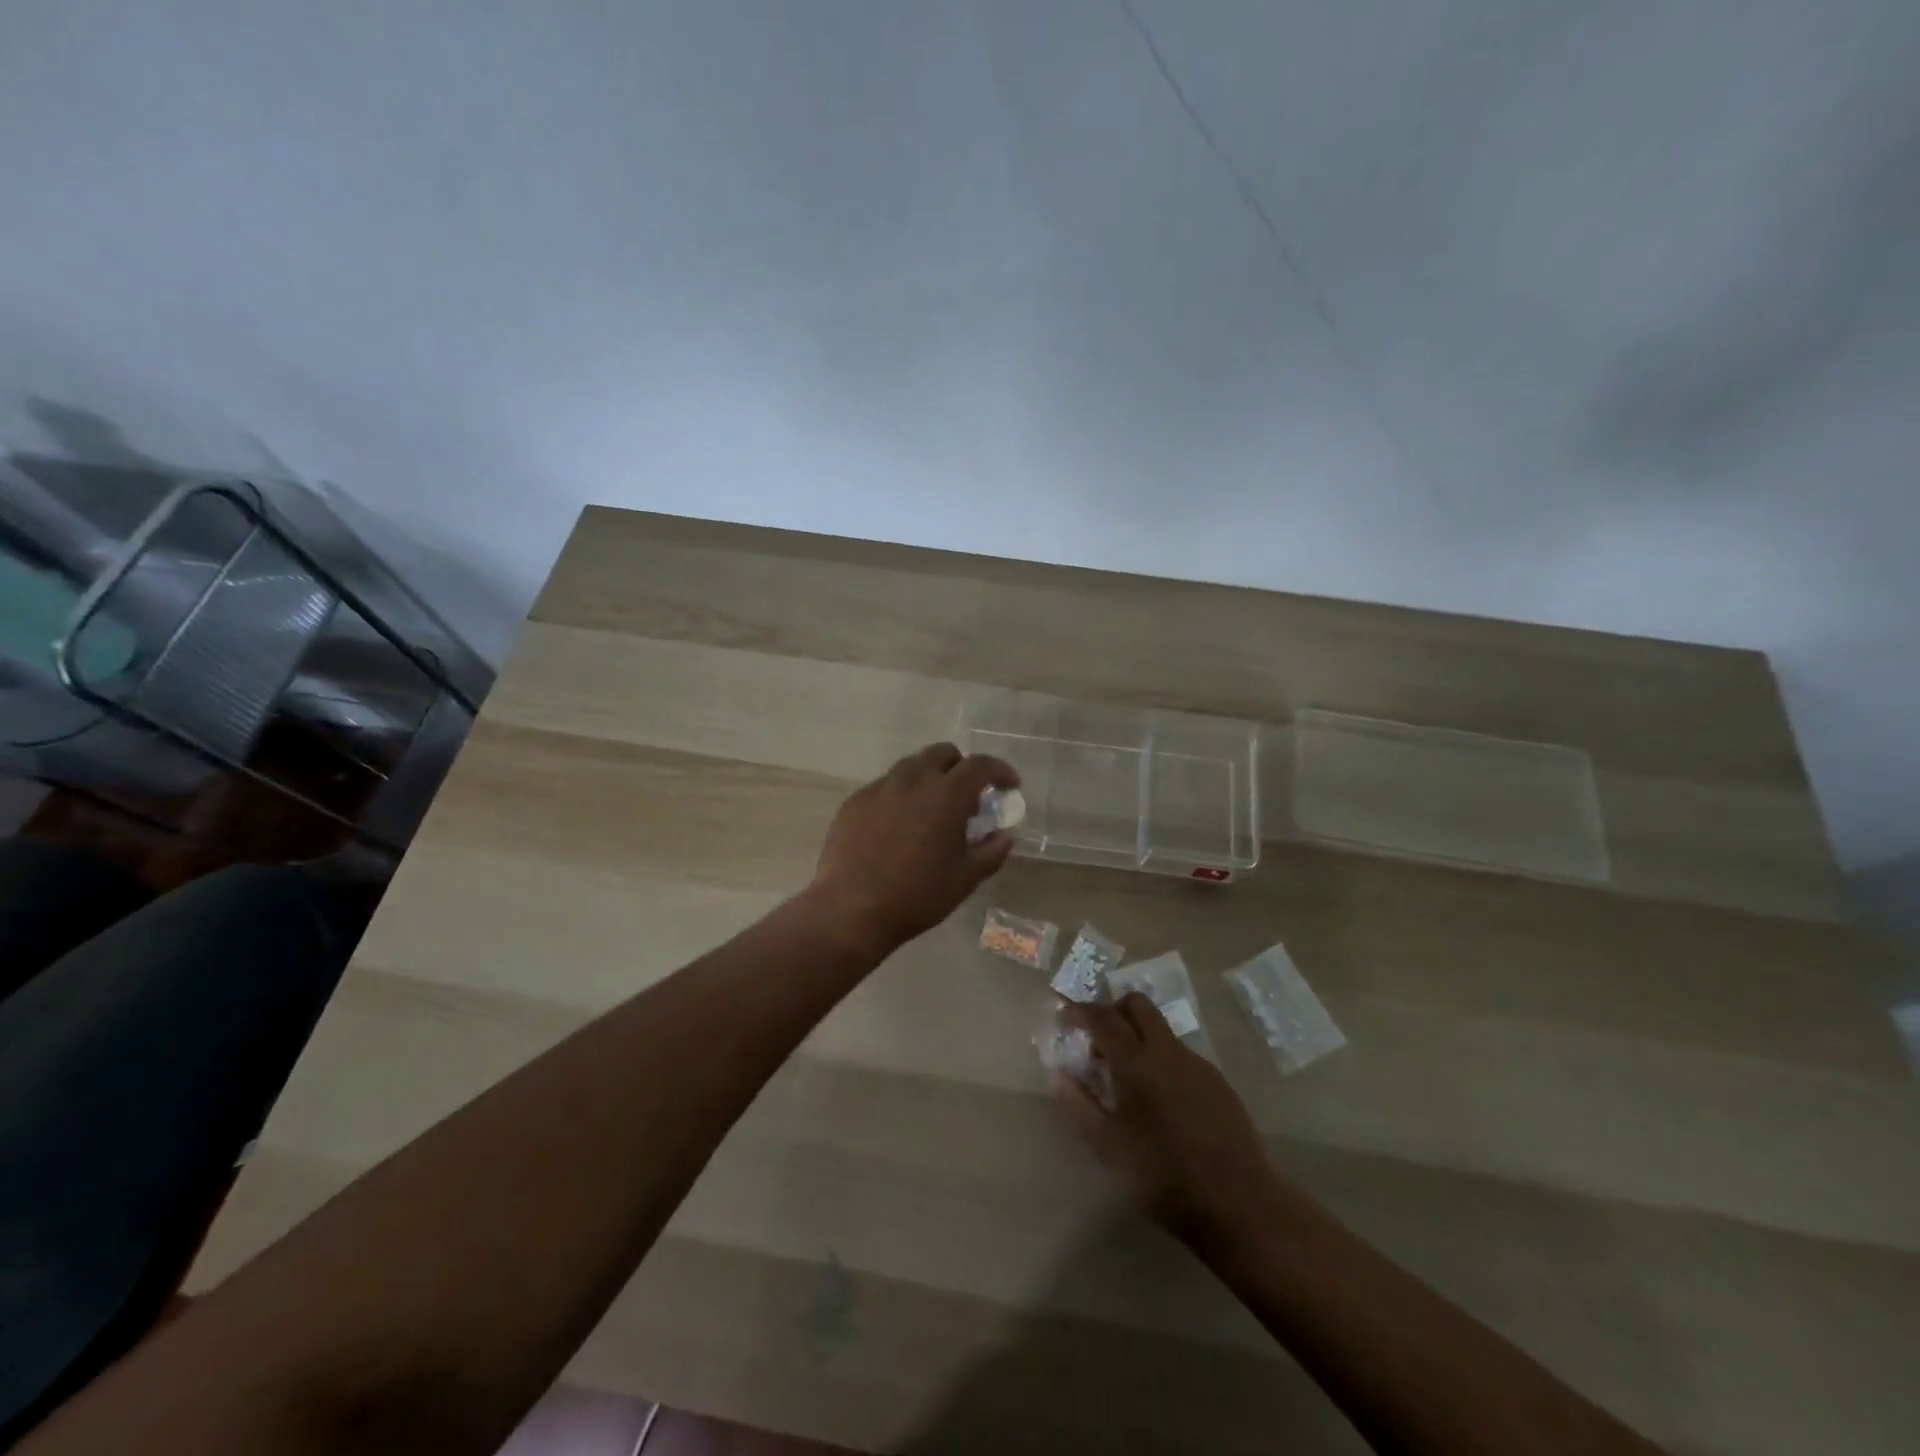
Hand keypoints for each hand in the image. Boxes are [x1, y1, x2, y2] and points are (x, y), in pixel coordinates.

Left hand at [808, 742, 1019, 954]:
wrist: (851, 909)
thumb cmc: (917, 896)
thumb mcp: (966, 878)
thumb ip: (992, 850)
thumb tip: (1006, 833)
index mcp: (947, 795)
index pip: (980, 765)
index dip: (1000, 770)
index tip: (1009, 785)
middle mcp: (913, 780)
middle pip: (942, 753)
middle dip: (961, 766)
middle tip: (968, 795)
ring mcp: (880, 788)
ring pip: (911, 766)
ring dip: (929, 777)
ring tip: (932, 809)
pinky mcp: (855, 801)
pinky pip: (885, 786)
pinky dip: (901, 795)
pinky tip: (899, 825)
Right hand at [1052, 994, 1286, 1245]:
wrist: (1237, 1203)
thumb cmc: (1162, 1175)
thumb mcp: (1108, 1146)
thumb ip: (1079, 1105)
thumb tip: (1058, 1074)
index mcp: (1136, 1061)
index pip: (1102, 1017)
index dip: (1079, 1011)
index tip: (1064, 1018)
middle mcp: (1166, 1050)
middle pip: (1138, 1004)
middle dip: (1113, 1010)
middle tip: (1097, 1038)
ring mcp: (1196, 1063)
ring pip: (1161, 1029)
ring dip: (1138, 1036)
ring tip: (1126, 1077)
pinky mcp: (1217, 1082)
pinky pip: (1180, 1055)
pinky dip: (1161, 1060)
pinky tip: (1160, 1100)